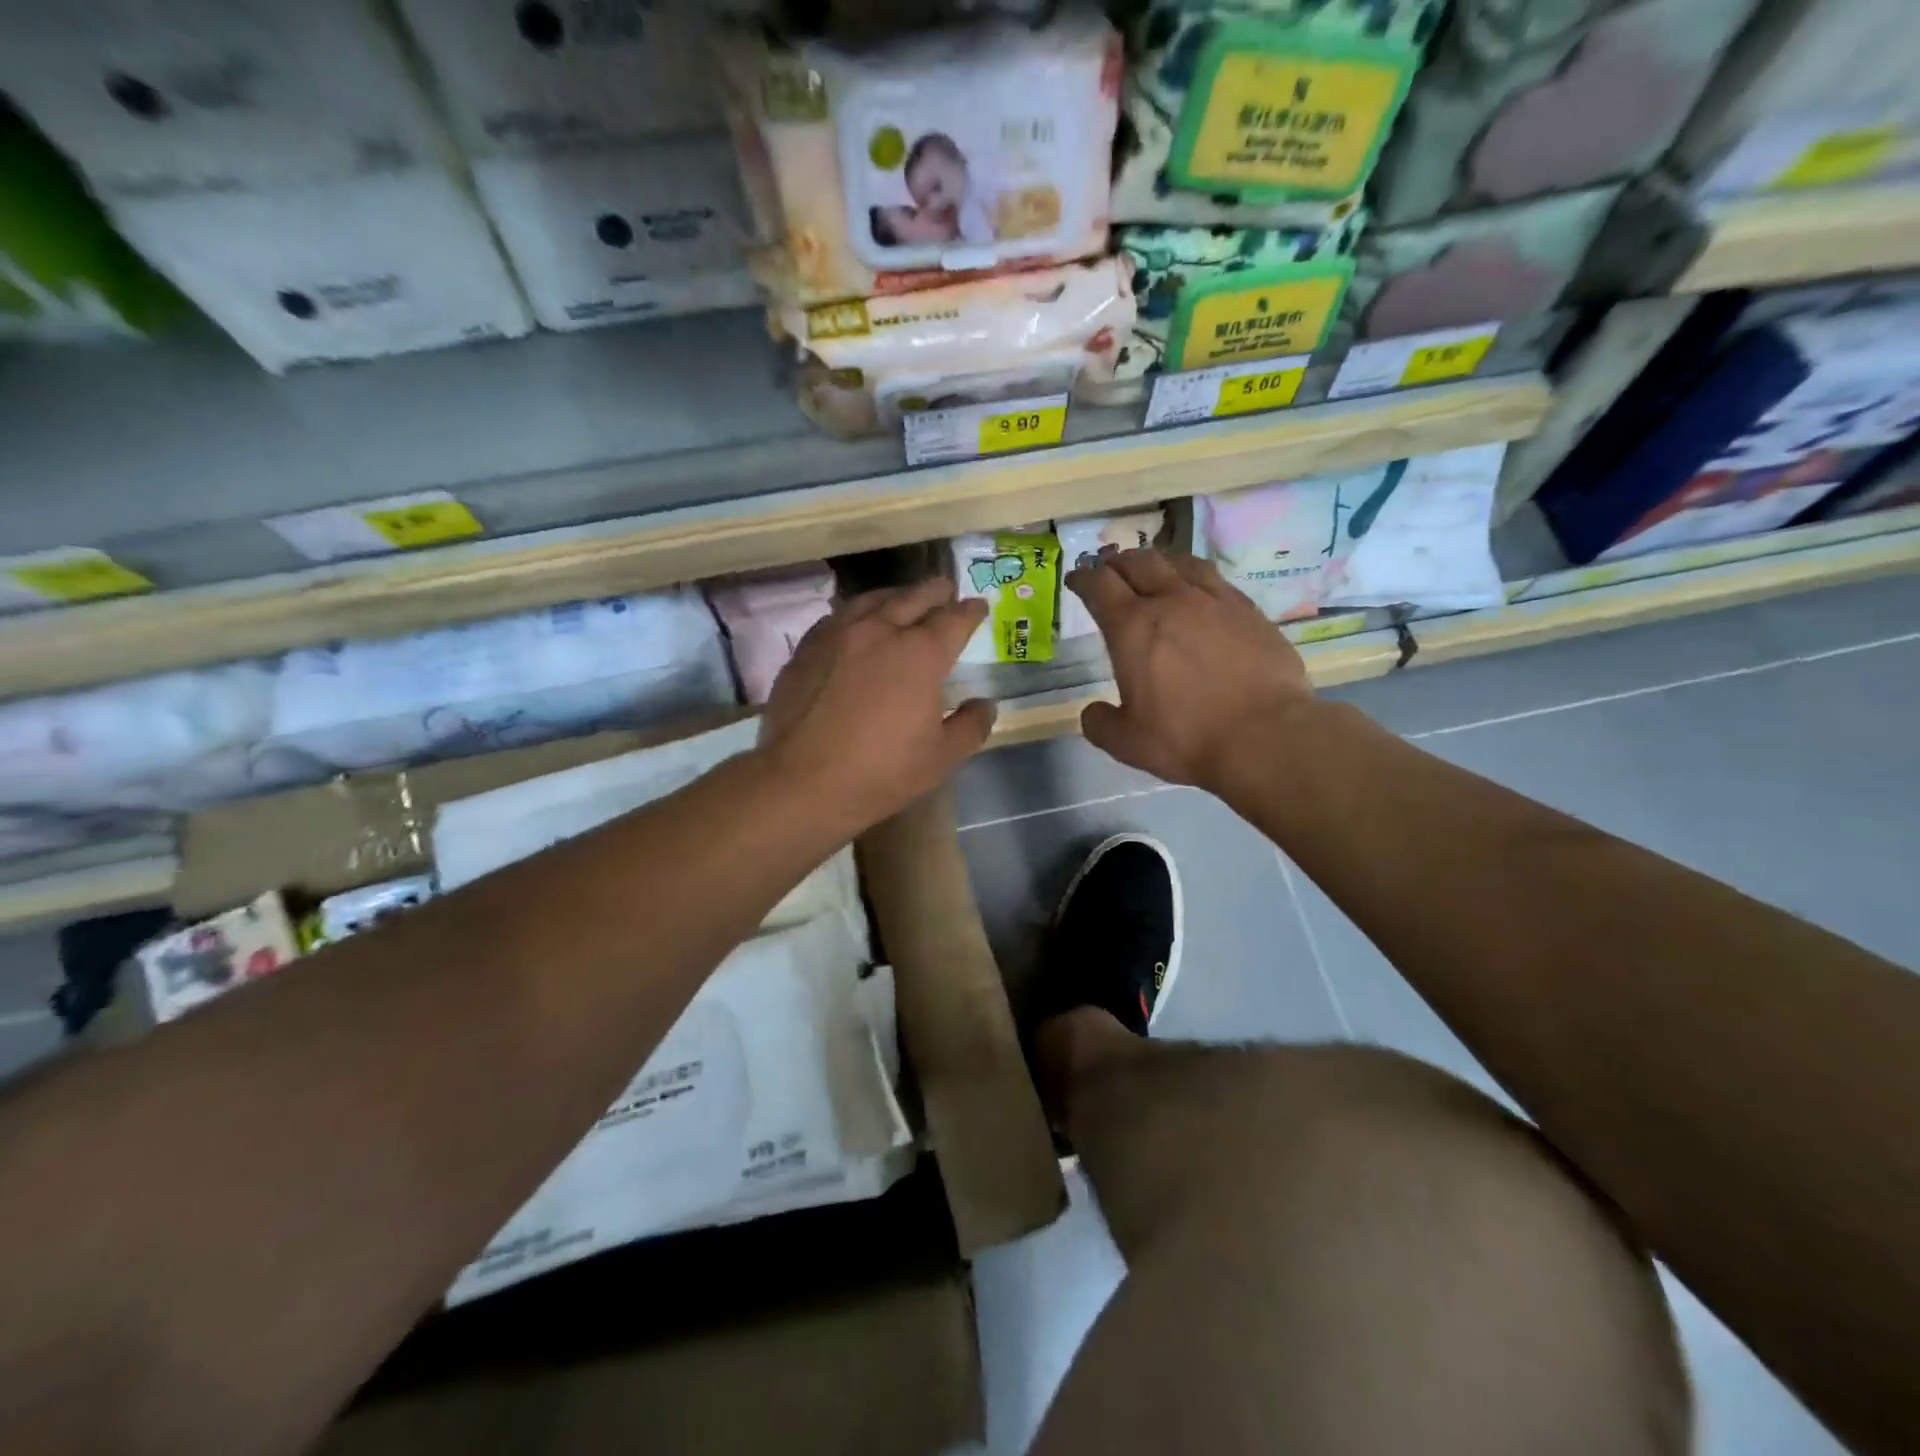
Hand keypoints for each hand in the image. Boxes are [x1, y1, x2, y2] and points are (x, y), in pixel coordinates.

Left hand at [760, 577, 996, 833]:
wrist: (801, 782)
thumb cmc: (880, 773)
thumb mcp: (941, 758)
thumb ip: (971, 726)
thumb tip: (985, 704)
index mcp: (920, 654)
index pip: (954, 620)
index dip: (970, 611)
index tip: (978, 607)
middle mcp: (880, 631)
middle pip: (913, 597)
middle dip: (935, 591)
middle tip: (945, 589)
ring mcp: (838, 635)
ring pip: (871, 600)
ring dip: (894, 596)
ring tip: (903, 599)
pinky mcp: (806, 649)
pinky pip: (838, 617)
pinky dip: (857, 614)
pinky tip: (857, 624)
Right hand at [1066, 548, 1312, 792]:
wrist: (1264, 735)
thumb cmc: (1186, 738)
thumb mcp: (1127, 743)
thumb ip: (1100, 724)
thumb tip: (1092, 712)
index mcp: (1132, 628)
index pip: (1099, 585)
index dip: (1083, 578)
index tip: (1076, 579)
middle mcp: (1171, 602)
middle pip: (1138, 563)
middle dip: (1117, 563)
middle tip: (1109, 570)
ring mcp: (1214, 601)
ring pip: (1179, 563)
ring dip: (1157, 562)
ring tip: (1152, 569)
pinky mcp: (1248, 610)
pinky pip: (1214, 578)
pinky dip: (1194, 576)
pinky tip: (1197, 589)